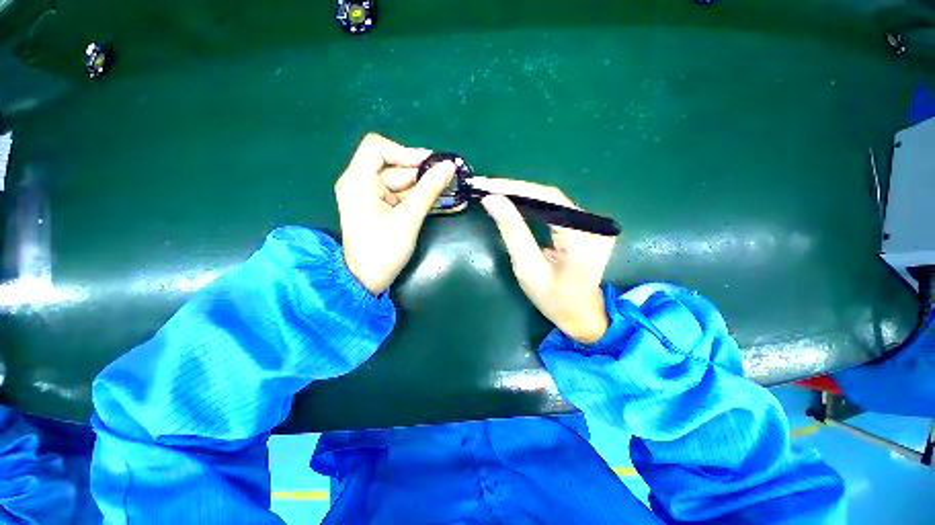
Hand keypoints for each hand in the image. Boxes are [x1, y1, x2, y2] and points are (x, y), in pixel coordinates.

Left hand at [335, 134, 455, 294]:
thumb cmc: (382, 251)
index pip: (377, 148)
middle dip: (424, 174)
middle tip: (452, 179)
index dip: (405, 152)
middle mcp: (362, 184)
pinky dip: (422, 199)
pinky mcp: (383, 208)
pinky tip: (443, 201)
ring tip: (453, 191)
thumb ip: (428, 191)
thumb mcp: (407, 220)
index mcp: (358, 181)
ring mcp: (373, 197)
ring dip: (427, 187)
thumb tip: (449, 167)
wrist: (367, 281)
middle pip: (396, 167)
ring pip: (403, 183)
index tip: (430, 165)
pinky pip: (404, 196)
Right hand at [479, 180, 616, 343]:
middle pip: (550, 197)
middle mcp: (594, 226)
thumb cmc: (554, 299)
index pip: (548, 199)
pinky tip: (515, 203)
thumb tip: (492, 200)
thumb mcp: (527, 269)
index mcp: (582, 239)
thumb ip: (512, 232)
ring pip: (553, 200)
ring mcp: (594, 225)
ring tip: (495, 193)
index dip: (516, 188)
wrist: (582, 315)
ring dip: (522, 195)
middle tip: (486, 188)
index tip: (487, 185)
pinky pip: (557, 208)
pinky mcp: (588, 226)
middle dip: (516, 190)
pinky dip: (533, 205)